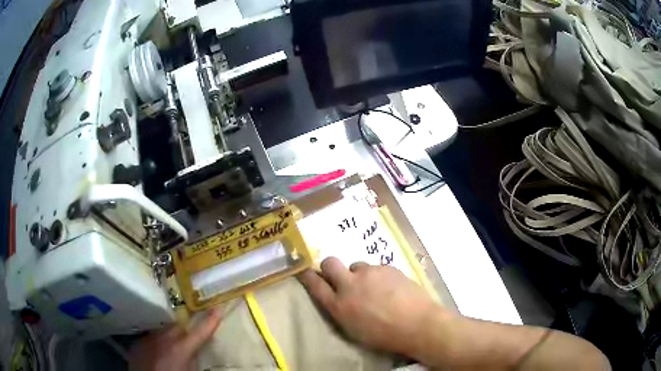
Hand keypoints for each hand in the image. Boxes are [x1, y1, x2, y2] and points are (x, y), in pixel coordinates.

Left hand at [128, 309, 221, 370]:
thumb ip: (194, 359)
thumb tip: (196, 351)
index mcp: (181, 348)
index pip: (200, 332)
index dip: (210, 321)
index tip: (218, 308)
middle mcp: (163, 338)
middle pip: (178, 326)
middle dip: (186, 328)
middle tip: (190, 335)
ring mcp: (148, 338)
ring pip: (163, 330)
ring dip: (169, 335)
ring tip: (171, 345)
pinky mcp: (138, 342)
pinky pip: (150, 337)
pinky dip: (156, 342)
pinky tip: (157, 352)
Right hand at [299, 257, 440, 355]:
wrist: (417, 324)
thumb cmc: (384, 336)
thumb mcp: (354, 330)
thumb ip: (341, 311)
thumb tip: (338, 299)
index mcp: (339, 305)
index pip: (315, 284)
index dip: (308, 276)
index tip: (305, 271)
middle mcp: (350, 284)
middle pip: (330, 263)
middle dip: (330, 267)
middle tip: (340, 277)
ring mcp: (369, 273)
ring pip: (356, 266)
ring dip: (359, 275)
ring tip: (375, 288)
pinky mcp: (387, 267)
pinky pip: (376, 268)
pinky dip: (378, 276)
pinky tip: (390, 288)